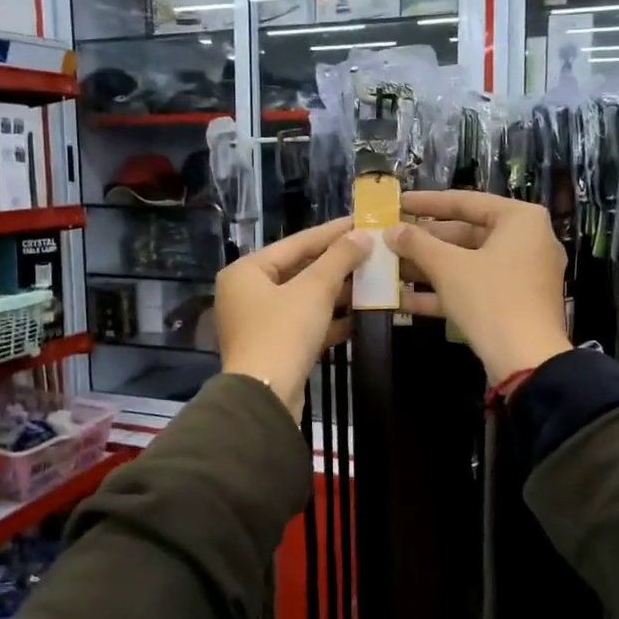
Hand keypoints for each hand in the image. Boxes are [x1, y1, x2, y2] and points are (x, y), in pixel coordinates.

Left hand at [217, 217, 370, 418]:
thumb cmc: (283, 332)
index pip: (295, 243)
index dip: (331, 232)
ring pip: (303, 298)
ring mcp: (259, 322)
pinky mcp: (274, 347)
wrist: (265, 397)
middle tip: (370, 250)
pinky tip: (360, 315)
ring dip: (337, 292)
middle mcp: (247, 293)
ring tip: (372, 279)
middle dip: (336, 264)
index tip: (361, 221)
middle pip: (298, 270)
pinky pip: (304, 323)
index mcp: (246, 271)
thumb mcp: (314, 290)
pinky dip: (329, 319)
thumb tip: (363, 235)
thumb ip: (339, 259)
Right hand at [385, 192, 571, 385]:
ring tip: (388, 268)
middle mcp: (526, 241)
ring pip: (467, 263)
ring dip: (427, 268)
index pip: (466, 201)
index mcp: (520, 220)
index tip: (396, 203)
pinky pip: (474, 288)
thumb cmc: (490, 298)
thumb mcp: (448, 267)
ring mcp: (521, 275)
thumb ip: (417, 244)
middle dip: (424, 242)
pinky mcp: (513, 303)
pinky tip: (401, 299)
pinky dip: (442, 291)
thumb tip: (390, 230)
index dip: (426, 203)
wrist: (526, 361)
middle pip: (466, 234)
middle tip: (389, 240)